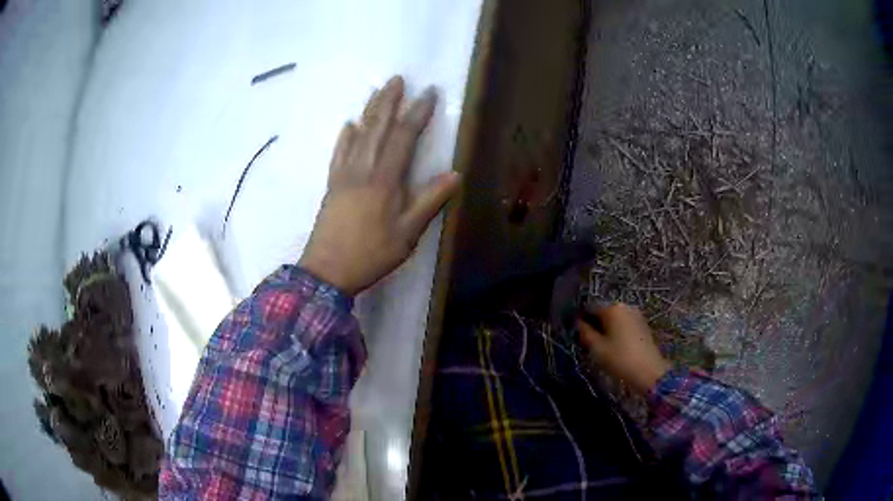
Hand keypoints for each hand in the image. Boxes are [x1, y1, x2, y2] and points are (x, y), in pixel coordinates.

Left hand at [299, 76, 461, 295]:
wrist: (327, 271)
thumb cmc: (371, 254)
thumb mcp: (407, 234)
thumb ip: (429, 202)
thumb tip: (455, 174)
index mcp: (385, 180)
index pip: (404, 137)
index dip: (417, 113)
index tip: (429, 93)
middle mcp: (363, 169)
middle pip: (377, 128)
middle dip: (389, 101)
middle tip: (397, 79)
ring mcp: (344, 175)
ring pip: (357, 135)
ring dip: (369, 111)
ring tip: (377, 91)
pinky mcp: (331, 185)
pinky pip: (338, 153)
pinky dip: (345, 136)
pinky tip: (349, 124)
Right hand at [577, 304, 671, 393]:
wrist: (649, 370)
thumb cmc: (620, 358)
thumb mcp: (597, 348)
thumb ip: (585, 333)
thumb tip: (578, 323)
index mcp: (612, 308)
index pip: (590, 308)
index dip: (581, 319)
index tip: (577, 333)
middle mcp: (624, 306)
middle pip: (603, 312)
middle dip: (594, 323)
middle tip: (588, 341)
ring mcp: (635, 314)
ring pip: (614, 318)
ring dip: (606, 327)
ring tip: (601, 345)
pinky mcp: (642, 323)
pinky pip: (624, 322)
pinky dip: (617, 330)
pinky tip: (615, 345)